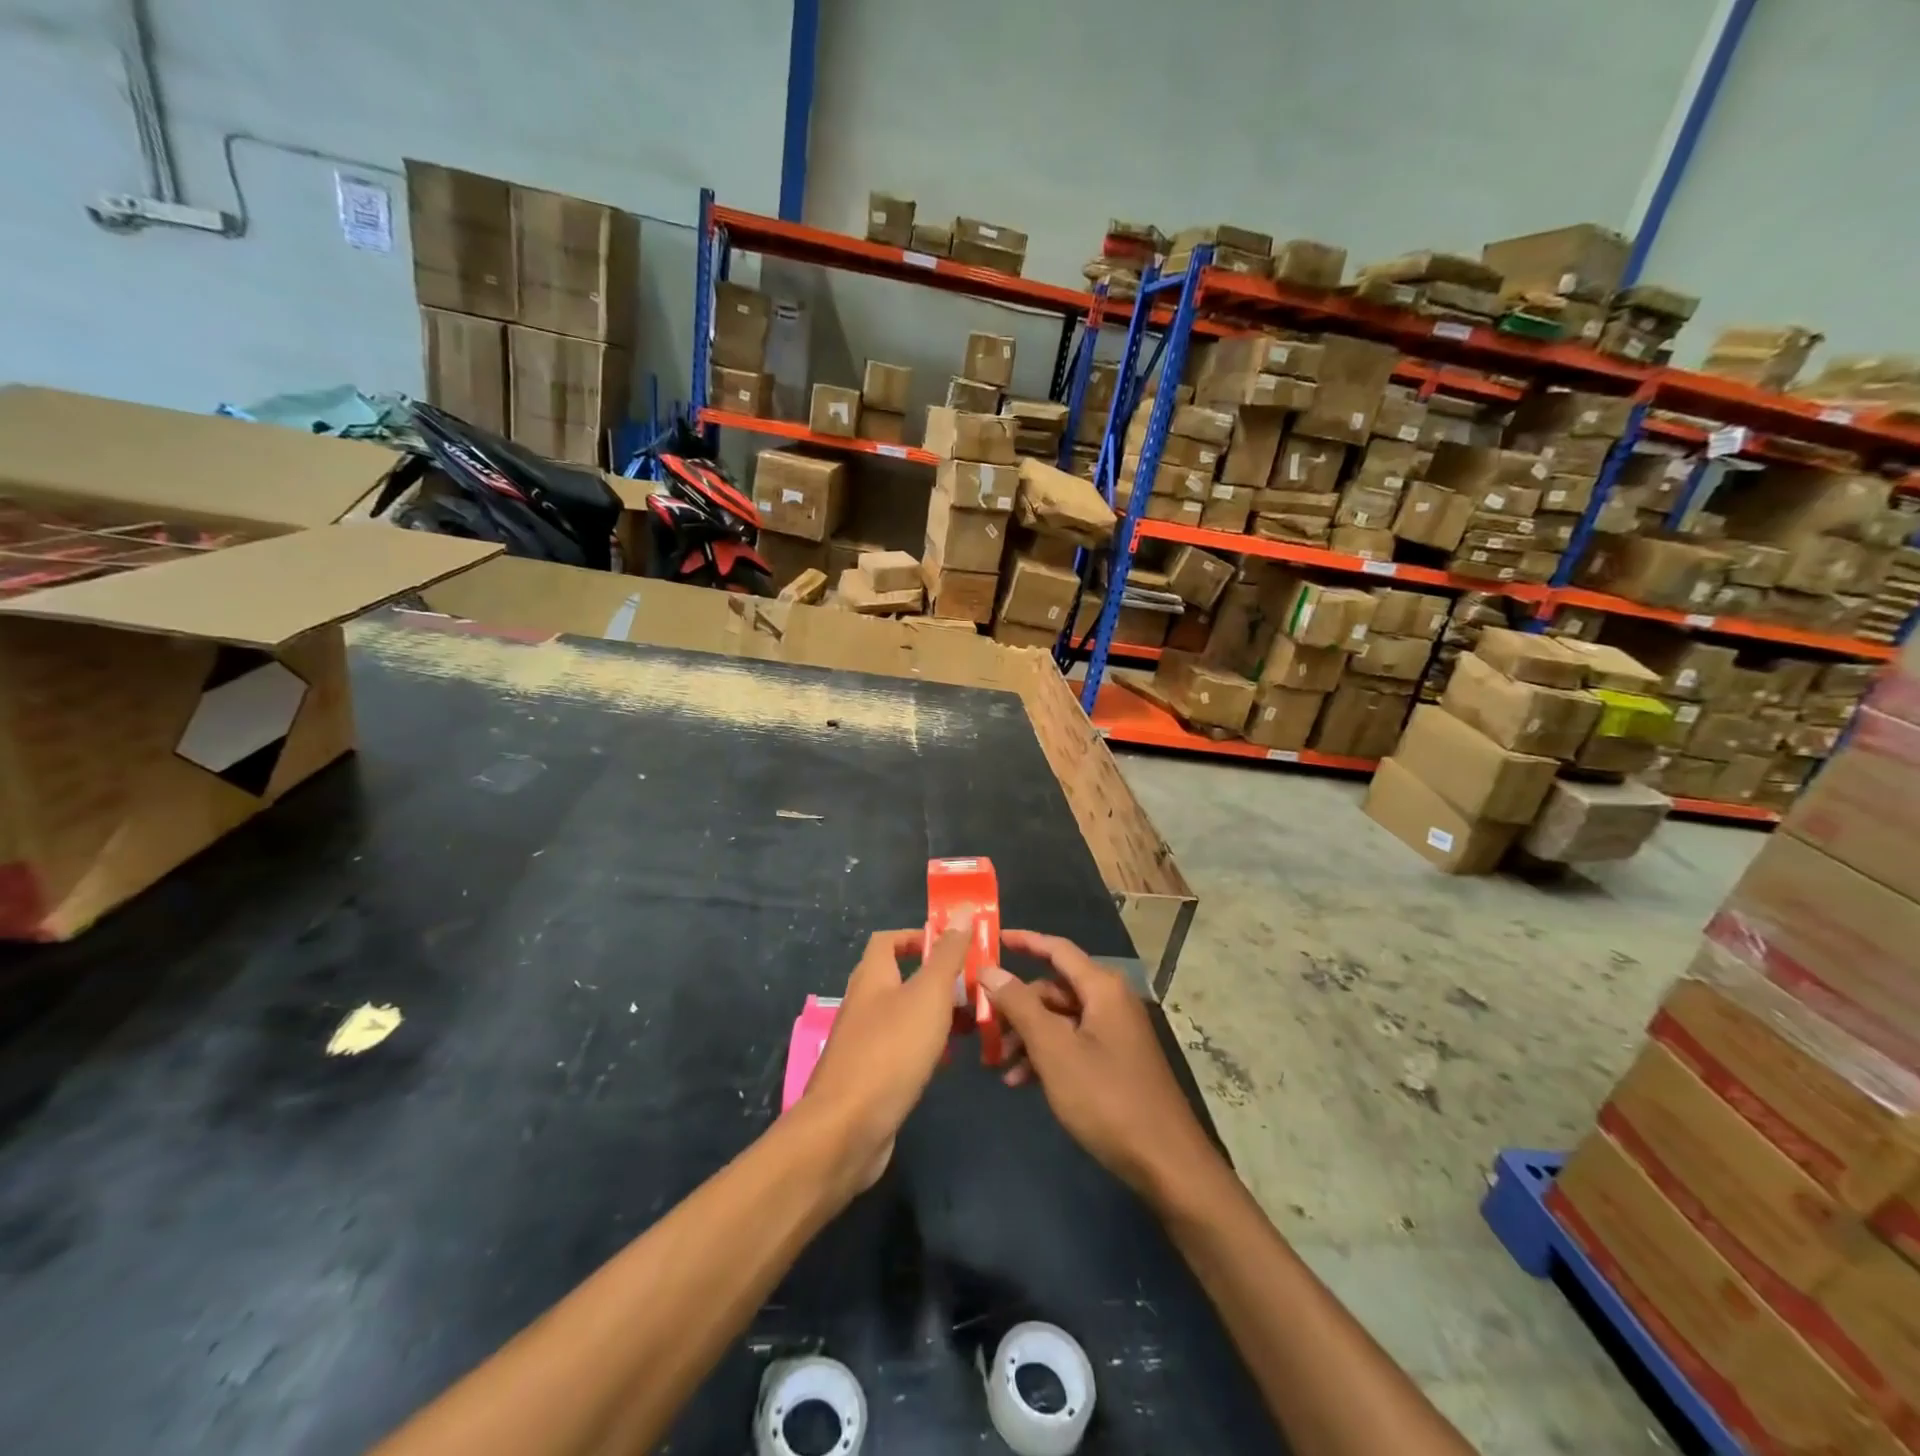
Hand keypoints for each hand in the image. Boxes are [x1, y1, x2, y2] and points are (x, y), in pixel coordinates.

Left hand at [801, 926, 968, 1194]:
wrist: (847, 1129)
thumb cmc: (891, 1051)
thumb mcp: (928, 995)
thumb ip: (947, 954)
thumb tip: (963, 910)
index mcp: (871, 976)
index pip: (889, 940)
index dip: (920, 937)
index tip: (955, 947)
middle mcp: (863, 1003)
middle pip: (901, 977)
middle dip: (938, 980)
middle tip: (975, 989)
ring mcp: (863, 1041)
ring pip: (906, 1015)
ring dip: (936, 1015)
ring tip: (973, 1025)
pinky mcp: (870, 1075)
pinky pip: (902, 1048)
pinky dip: (926, 1047)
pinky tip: (947, 1061)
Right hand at [984, 930, 1223, 1201]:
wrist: (1166, 1163)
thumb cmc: (1107, 1099)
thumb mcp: (1055, 1051)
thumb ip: (1020, 1006)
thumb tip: (990, 970)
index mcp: (1102, 988)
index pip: (1056, 949)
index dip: (1024, 941)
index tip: (991, 939)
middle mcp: (1110, 1001)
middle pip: (1053, 988)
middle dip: (1016, 1007)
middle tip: (983, 1029)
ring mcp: (1115, 1032)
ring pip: (1059, 1019)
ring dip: (1027, 1036)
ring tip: (998, 1065)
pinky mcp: (1116, 1060)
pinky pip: (1072, 1043)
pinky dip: (1046, 1056)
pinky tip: (1021, 1082)